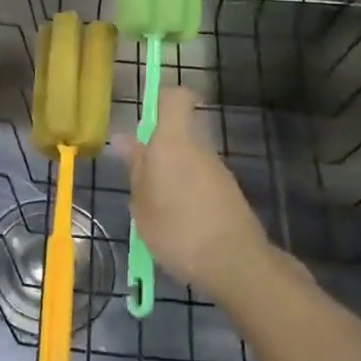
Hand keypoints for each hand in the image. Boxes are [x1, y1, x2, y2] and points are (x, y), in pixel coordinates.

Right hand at [113, 86, 271, 298]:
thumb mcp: (142, 202)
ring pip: (189, 159)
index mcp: (173, 141)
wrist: (235, 263)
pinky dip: (188, 195)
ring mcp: (218, 171)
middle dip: (158, 151)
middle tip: (138, 181)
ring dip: (172, 176)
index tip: (144, 121)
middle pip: (179, 133)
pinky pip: (201, 182)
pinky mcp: (229, 193)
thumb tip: (125, 139)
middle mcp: (199, 148)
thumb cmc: (176, 228)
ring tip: (155, 211)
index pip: (175, 98)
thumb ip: (135, 168)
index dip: (161, 100)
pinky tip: (178, 226)